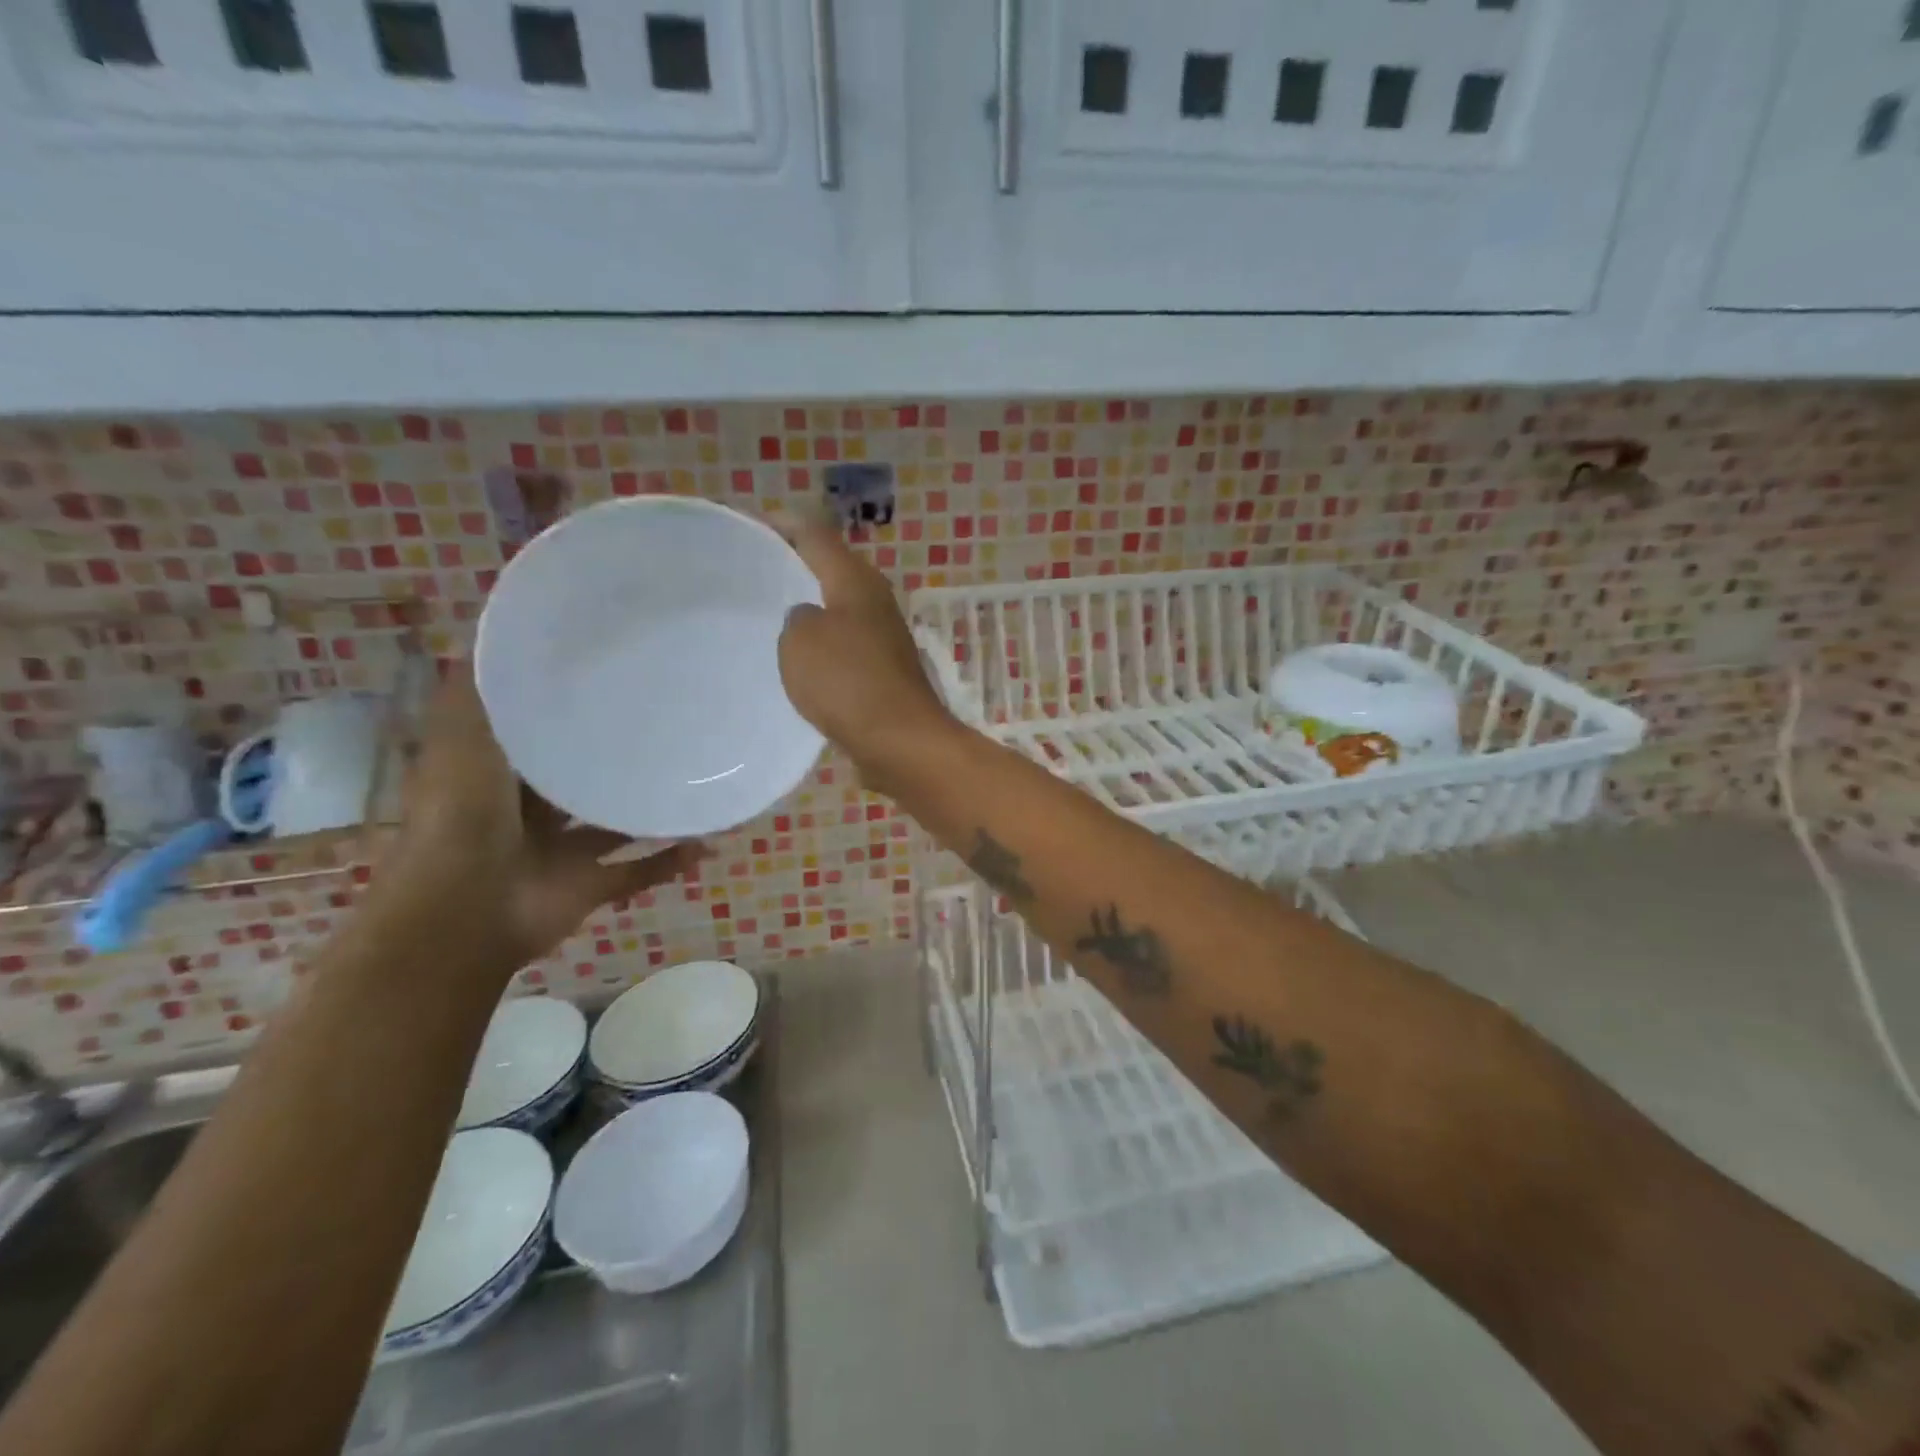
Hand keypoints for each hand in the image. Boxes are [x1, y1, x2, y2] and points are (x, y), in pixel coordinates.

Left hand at [376, 663, 704, 962]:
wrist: (463, 909)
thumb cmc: (462, 814)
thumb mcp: (461, 734)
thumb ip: (482, 688)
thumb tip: (505, 631)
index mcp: (498, 773)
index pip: (538, 732)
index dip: (568, 707)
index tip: (614, 675)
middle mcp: (529, 811)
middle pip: (580, 777)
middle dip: (616, 756)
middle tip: (670, 723)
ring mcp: (559, 852)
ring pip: (615, 824)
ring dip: (651, 808)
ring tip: (698, 777)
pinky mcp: (588, 887)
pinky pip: (638, 872)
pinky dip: (670, 860)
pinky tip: (708, 839)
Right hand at [777, 521, 953, 785]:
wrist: (899, 740)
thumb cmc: (847, 682)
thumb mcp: (801, 641)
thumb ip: (796, 618)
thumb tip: (809, 620)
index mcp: (856, 580)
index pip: (815, 534)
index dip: (782, 525)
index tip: (750, 525)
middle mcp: (874, 600)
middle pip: (831, 568)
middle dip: (795, 565)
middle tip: (754, 571)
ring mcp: (883, 636)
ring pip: (839, 608)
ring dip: (809, 607)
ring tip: (768, 613)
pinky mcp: (884, 670)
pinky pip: (844, 644)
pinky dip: (822, 644)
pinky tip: (798, 660)